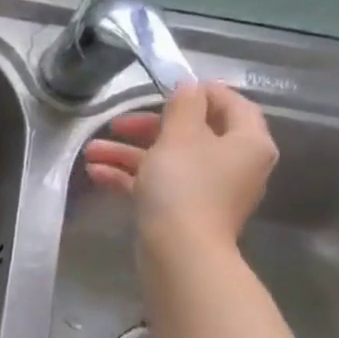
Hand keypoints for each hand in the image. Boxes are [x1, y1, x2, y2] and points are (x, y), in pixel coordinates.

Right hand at [82, 82, 277, 249]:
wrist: (179, 251)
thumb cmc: (184, 186)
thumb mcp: (179, 137)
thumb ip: (183, 106)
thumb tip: (189, 86)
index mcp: (246, 142)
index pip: (232, 105)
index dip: (202, 92)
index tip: (169, 86)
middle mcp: (234, 165)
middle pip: (192, 135)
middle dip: (147, 128)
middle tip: (116, 124)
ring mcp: (209, 191)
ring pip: (167, 161)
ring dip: (129, 154)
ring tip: (92, 151)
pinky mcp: (184, 212)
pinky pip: (158, 185)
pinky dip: (131, 177)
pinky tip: (97, 173)